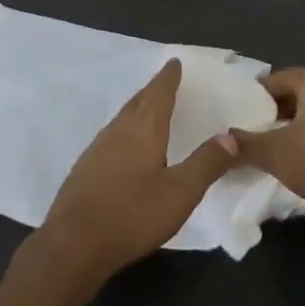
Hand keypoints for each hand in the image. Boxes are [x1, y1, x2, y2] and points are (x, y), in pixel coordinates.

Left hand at [38, 58, 239, 280]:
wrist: (73, 244)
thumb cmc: (132, 214)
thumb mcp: (180, 193)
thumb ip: (206, 163)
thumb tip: (231, 136)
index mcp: (143, 129)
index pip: (159, 93)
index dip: (168, 77)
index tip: (174, 62)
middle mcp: (118, 130)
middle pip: (138, 101)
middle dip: (153, 90)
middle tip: (164, 82)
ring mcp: (97, 148)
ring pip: (122, 118)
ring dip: (137, 109)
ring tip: (148, 109)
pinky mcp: (84, 168)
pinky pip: (111, 136)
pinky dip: (124, 130)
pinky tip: (125, 146)